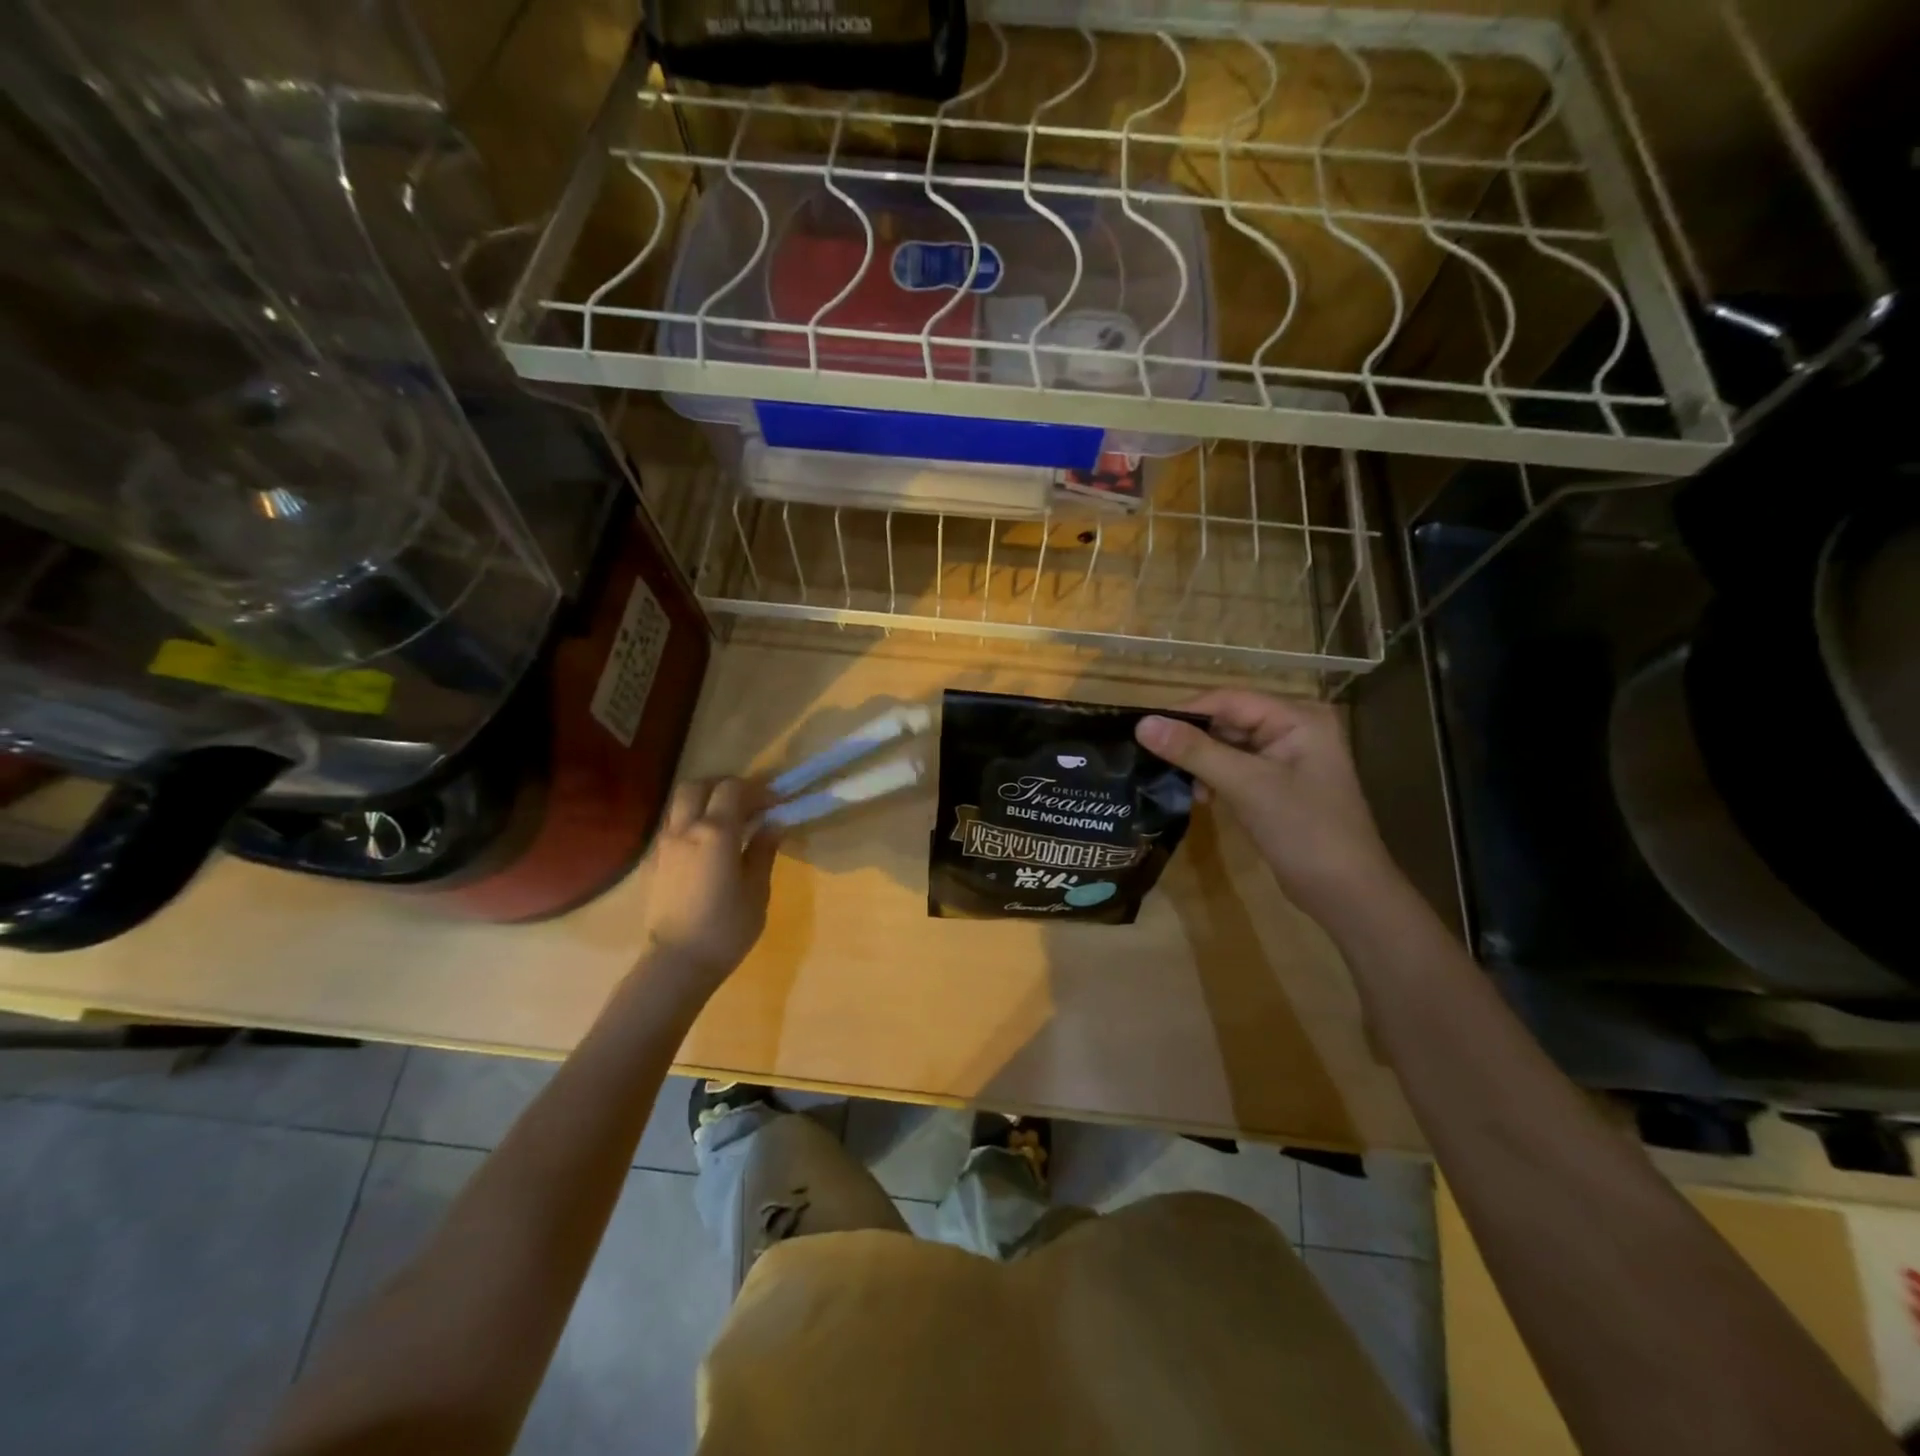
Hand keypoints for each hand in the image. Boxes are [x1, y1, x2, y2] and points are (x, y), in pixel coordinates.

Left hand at [637, 778, 778, 987]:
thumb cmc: (726, 927)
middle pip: (696, 786)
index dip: (757, 789)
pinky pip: (671, 829)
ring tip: (725, 824)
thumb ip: (763, 851)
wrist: (677, 963)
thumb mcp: (757, 889)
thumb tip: (773, 825)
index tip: (775, 803)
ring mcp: (663, 845)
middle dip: (722, 786)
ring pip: (678, 805)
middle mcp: (684, 829)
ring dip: (703, 803)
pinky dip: (689, 825)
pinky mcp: (651, 864)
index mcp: (715, 832)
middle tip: (745, 803)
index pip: (733, 789)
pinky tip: (705, 849)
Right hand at [1137, 691, 1398, 927]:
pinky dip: (1214, 779)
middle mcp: (1294, 729)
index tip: (1143, 730)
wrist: (1346, 894)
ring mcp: (1287, 758)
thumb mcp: (1246, 786)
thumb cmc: (1304, 831)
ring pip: (1227, 746)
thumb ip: (1194, 752)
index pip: (1229, 700)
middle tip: (1153, 760)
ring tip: (1179, 785)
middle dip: (1192, 741)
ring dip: (1201, 762)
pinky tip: (1201, 797)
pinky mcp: (1277, 785)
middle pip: (1228, 721)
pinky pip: (1235, 768)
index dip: (1185, 713)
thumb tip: (1141, 724)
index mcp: (1297, 718)